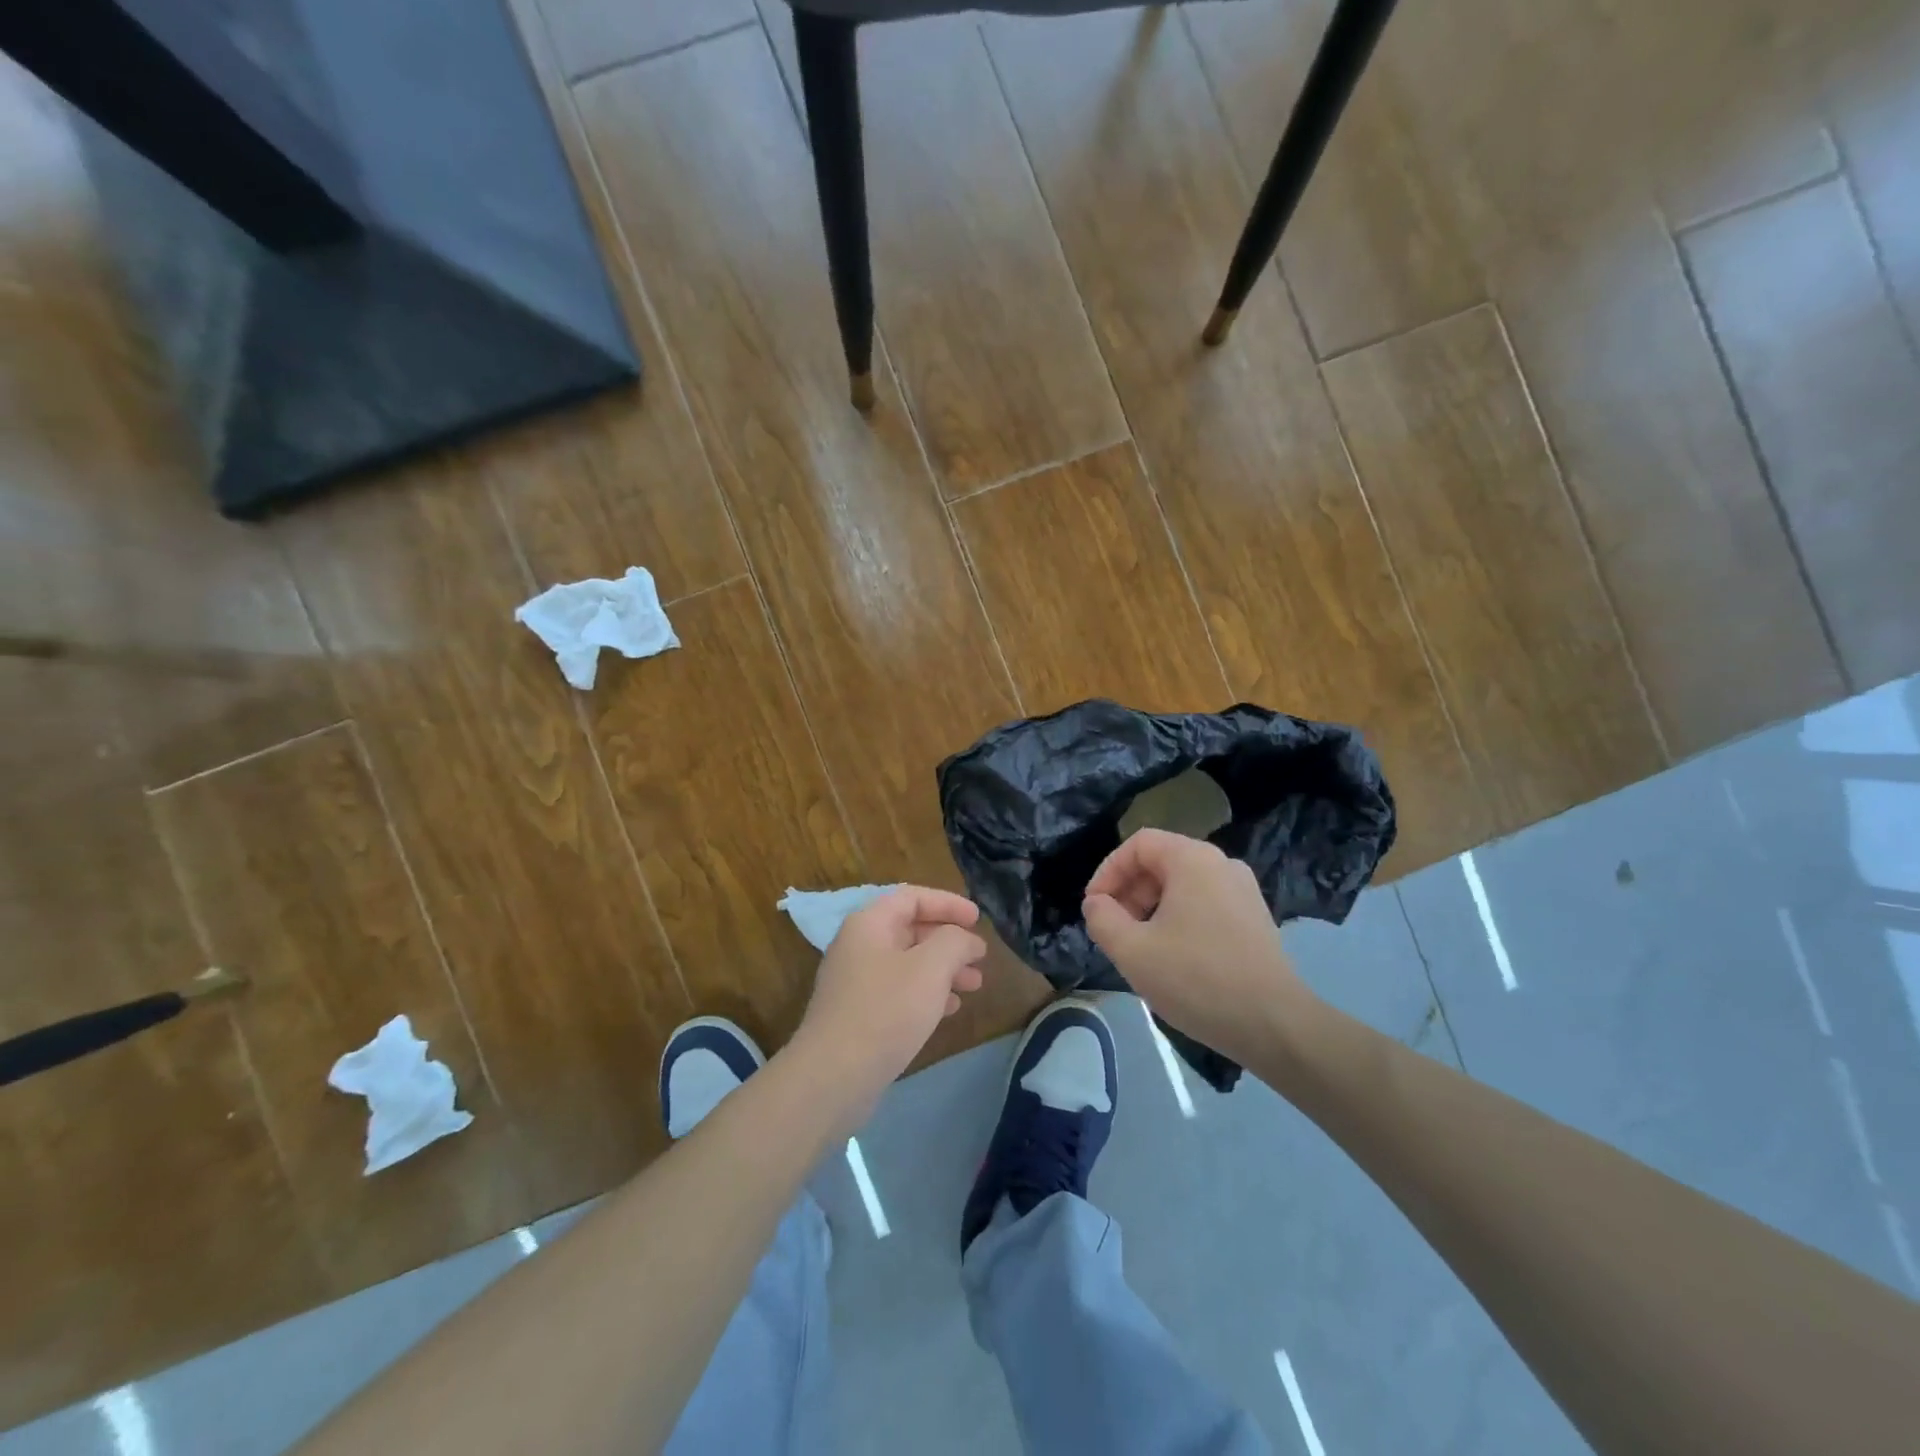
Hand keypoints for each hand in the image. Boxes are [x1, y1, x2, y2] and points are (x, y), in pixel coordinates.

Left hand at [790, 886, 987, 1119]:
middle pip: (910, 929)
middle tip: (980, 957)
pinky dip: (927, 993)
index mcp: (870, 924)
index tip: (978, 919)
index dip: (948, 903)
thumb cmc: (886, 1010)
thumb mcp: (930, 967)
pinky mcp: (859, 1014)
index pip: (912, 897)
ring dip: (943, 969)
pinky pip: (899, 991)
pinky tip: (950, 1009)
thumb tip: (965, 939)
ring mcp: (856, 982)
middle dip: (949, 941)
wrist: (833, 1076)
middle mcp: (859, 946)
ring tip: (975, 985)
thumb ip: (954, 942)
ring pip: (908, 963)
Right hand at [1082, 829, 1312, 1061]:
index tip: (1094, 908)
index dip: (1108, 871)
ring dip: (1151, 908)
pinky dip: (1179, 919)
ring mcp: (1244, 891)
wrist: (1275, 1025)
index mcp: (1193, 860)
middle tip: (1114, 930)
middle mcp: (1222, 864)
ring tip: (1140, 947)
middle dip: (1129, 892)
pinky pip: (1205, 904)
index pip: (1138, 844)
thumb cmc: (1197, 979)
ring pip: (1183, 885)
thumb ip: (1102, 919)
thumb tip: (1097, 904)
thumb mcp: (1132, 951)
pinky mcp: (1255, 919)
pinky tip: (1173, 958)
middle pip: (1161, 862)